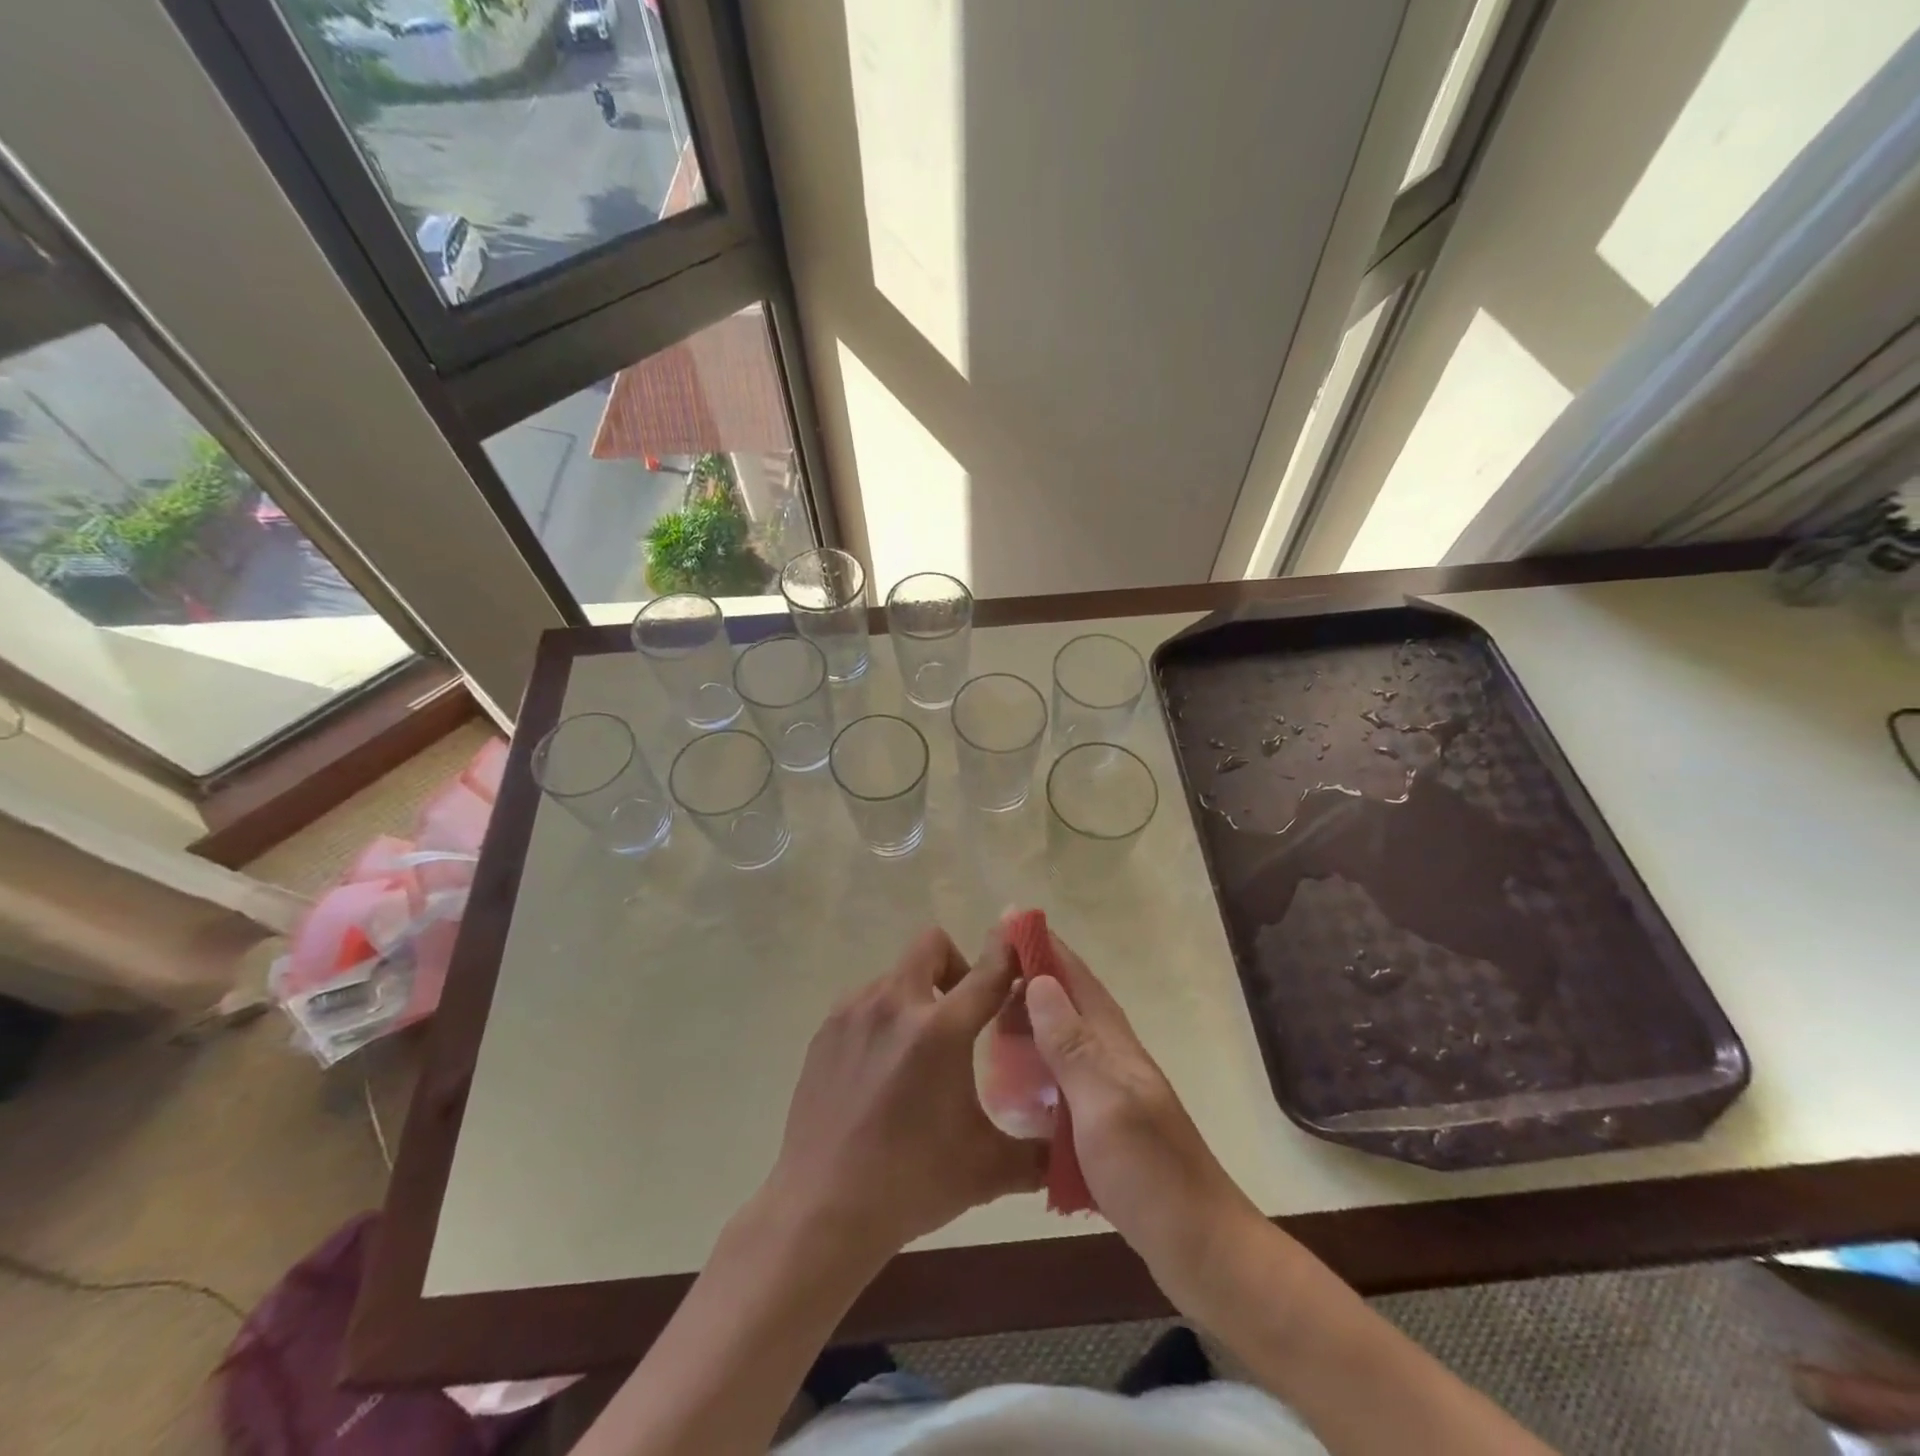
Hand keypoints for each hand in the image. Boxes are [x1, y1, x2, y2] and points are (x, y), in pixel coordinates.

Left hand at [761, 927, 1045, 1267]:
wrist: (821, 1211)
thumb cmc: (910, 1184)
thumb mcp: (987, 1169)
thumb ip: (1039, 1152)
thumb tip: (1072, 1146)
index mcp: (939, 1030)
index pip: (987, 971)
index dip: (1009, 951)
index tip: (1022, 945)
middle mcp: (894, 1005)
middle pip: (932, 944)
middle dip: (956, 965)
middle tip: (963, 1014)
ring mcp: (853, 1013)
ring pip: (896, 974)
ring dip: (917, 995)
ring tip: (920, 1049)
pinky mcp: (826, 1031)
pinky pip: (865, 1001)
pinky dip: (884, 1017)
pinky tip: (883, 1068)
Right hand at [1024, 936, 1262, 1299]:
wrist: (1201, 1249)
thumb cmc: (1150, 1173)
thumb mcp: (1104, 1105)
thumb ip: (1072, 1045)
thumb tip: (1040, 980)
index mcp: (1114, 1045)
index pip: (1076, 979)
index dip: (1044, 948)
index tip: (1008, 921)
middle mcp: (1113, 1058)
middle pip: (1068, 1004)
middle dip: (1031, 979)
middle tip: (984, 976)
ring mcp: (1111, 1093)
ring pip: (1064, 1040)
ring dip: (1032, 1021)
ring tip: (991, 1021)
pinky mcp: (1105, 1125)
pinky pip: (1063, 1079)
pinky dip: (1037, 1066)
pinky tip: (1015, 1083)